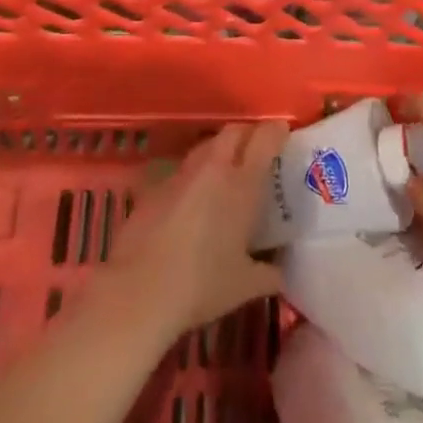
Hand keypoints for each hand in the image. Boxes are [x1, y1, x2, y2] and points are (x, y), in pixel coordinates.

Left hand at [103, 122, 287, 341]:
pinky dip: (194, 176)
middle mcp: (212, 169)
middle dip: (248, 133)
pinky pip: (182, 171)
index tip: (283, 132)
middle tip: (257, 149)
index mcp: (242, 185)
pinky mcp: (154, 188)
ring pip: (206, 147)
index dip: (276, 131)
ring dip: (220, 151)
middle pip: (233, 132)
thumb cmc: (202, 286)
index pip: (264, 140)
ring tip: (226, 173)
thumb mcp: (245, 286)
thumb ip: (268, 274)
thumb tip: (280, 273)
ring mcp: (180, 175)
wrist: (139, 291)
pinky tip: (193, 201)